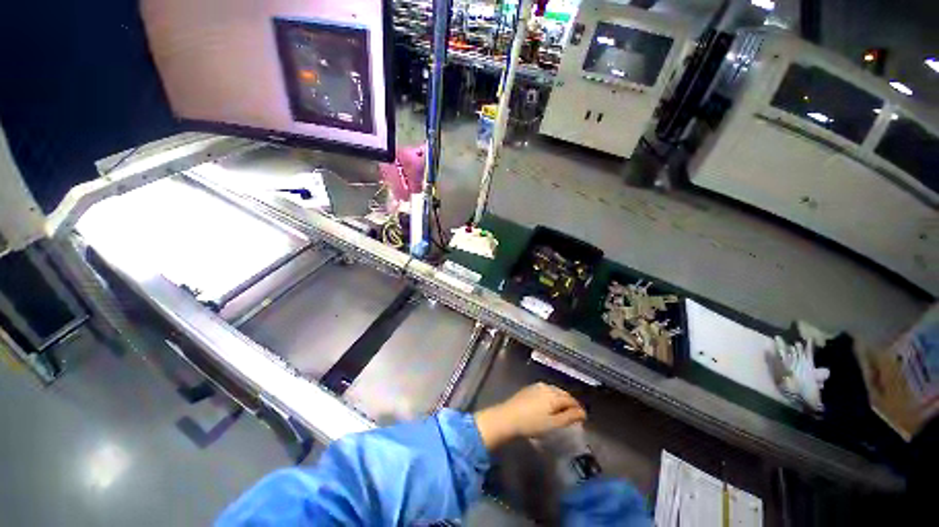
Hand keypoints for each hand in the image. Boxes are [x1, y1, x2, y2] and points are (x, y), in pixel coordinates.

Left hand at [474, 383, 586, 449]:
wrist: (508, 417)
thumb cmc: (532, 423)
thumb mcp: (553, 424)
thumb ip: (569, 417)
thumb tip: (582, 413)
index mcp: (553, 395)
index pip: (571, 400)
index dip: (578, 408)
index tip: (583, 417)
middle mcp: (546, 387)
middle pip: (563, 393)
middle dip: (570, 402)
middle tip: (575, 414)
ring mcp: (536, 386)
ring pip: (554, 391)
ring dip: (561, 399)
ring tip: (563, 410)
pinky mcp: (529, 388)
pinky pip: (545, 390)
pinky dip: (551, 397)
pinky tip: (549, 405)